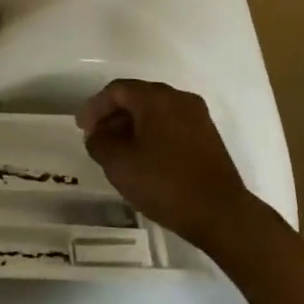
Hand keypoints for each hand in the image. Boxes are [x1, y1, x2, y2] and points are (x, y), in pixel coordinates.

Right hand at [78, 80, 253, 250]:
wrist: (221, 214)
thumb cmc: (165, 183)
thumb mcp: (119, 164)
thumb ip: (100, 142)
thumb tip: (98, 134)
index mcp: (156, 98)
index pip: (117, 90)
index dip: (94, 107)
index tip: (82, 129)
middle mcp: (179, 98)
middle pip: (137, 97)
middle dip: (113, 116)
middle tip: (98, 139)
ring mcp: (198, 117)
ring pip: (156, 112)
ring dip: (133, 127)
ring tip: (119, 152)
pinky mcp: (208, 137)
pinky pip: (172, 125)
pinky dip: (153, 135)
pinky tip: (146, 159)